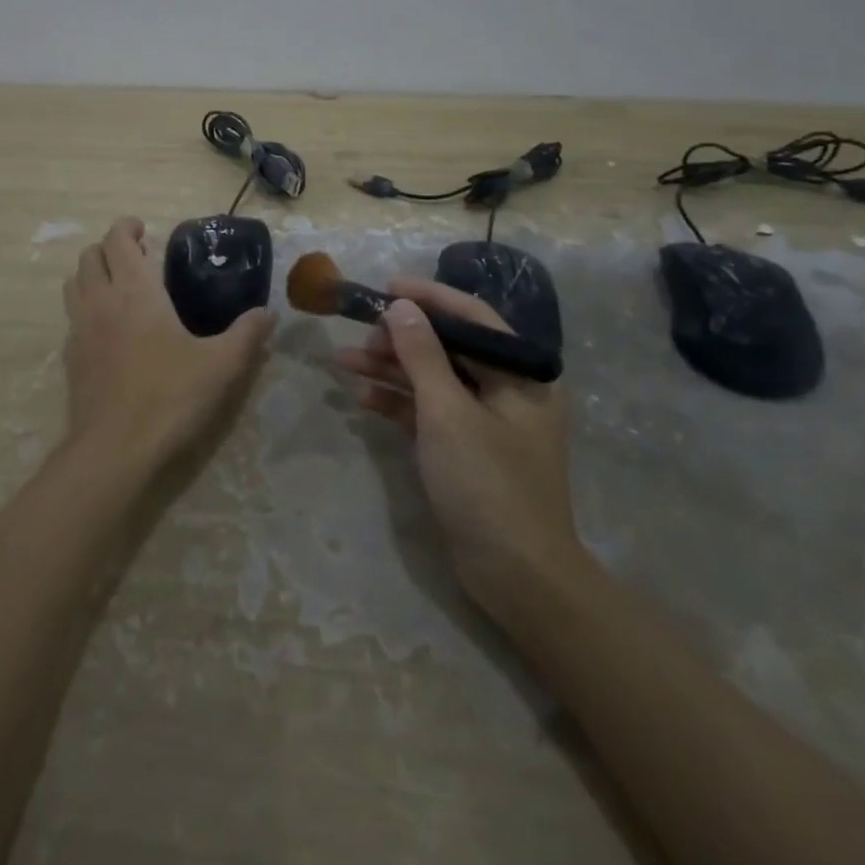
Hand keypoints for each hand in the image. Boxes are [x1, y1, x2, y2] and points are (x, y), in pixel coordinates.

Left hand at [62, 218, 272, 472]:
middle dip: (109, 248)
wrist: (114, 449)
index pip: (117, 240)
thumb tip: (269, 314)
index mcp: (135, 292)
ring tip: (119, 286)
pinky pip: (72, 317)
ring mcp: (80, 330)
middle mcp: (101, 301)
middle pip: (90, 257)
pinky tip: (110, 330)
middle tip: (136, 257)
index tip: (143, 229)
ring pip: (74, 284)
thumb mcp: (221, 365)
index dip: (126, 227)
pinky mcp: (71, 359)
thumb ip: (247, 334)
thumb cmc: (170, 396)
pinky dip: (86, 308)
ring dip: (93, 274)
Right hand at [334, 278, 582, 618]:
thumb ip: (422, 355)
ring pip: (432, 380)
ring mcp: (484, 421)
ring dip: (390, 370)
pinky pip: (428, 412)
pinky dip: (397, 404)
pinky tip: (362, 399)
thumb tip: (399, 306)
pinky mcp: (464, 449)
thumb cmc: (488, 483)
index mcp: (521, 373)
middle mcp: (507, 390)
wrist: (517, 578)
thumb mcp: (448, 412)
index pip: (472, 317)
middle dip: (400, 339)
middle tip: (359, 337)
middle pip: (448, 348)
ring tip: (343, 363)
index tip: (386, 287)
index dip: (428, 297)